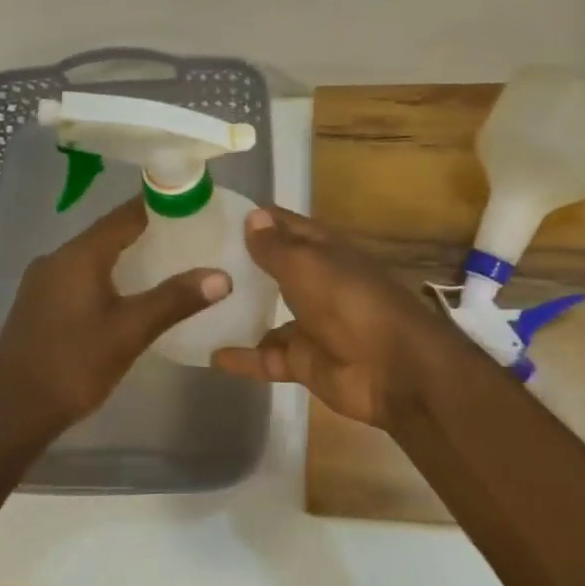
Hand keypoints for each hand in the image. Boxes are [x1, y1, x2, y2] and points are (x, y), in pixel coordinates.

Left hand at [0, 195, 230, 439]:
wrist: (11, 412)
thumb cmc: (73, 364)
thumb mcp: (131, 332)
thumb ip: (175, 300)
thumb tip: (222, 276)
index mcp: (79, 255)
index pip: (125, 215)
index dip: (159, 206)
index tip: (192, 205)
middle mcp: (56, 258)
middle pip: (108, 233)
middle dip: (147, 232)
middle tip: (188, 237)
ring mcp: (42, 282)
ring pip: (92, 257)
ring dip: (126, 256)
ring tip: (166, 263)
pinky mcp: (38, 305)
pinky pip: (79, 277)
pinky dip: (107, 276)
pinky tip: (126, 295)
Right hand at [210, 206, 449, 433]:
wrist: (393, 369)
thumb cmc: (349, 302)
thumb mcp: (307, 266)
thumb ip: (276, 247)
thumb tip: (252, 216)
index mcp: (323, 251)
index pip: (285, 226)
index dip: (255, 219)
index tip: (212, 216)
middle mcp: (316, 283)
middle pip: (274, 269)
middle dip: (240, 265)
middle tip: (191, 259)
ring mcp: (311, 324)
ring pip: (267, 314)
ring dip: (239, 311)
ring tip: (194, 305)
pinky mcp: (304, 361)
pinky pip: (267, 358)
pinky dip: (242, 358)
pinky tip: (209, 354)